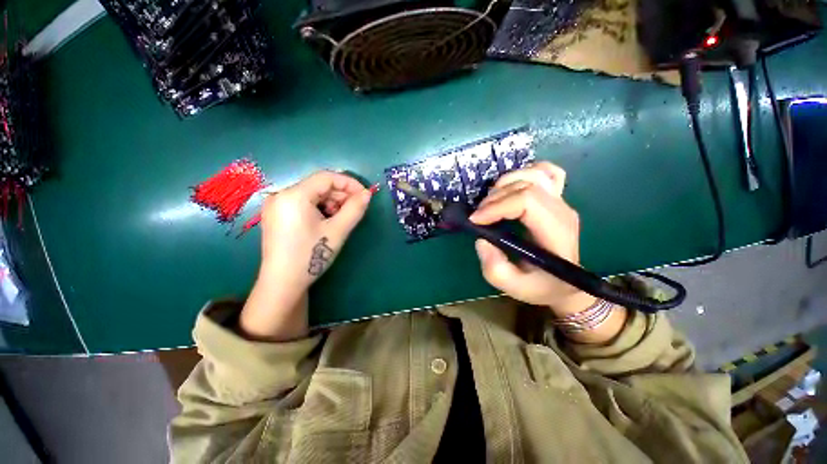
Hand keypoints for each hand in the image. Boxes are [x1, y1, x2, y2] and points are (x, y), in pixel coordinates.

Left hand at [240, 171, 371, 340]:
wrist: (283, 283)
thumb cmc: (311, 256)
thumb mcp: (338, 231)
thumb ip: (355, 209)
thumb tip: (367, 194)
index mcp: (294, 195)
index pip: (327, 177)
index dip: (349, 183)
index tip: (365, 195)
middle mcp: (281, 195)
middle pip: (318, 185)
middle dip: (341, 194)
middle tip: (356, 208)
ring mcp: (276, 205)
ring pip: (312, 194)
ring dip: (331, 202)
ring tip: (342, 218)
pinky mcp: (276, 215)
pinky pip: (303, 203)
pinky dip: (319, 208)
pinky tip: (327, 221)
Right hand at [469, 162, 594, 316]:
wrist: (567, 285)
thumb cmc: (542, 287)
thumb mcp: (516, 288)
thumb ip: (495, 269)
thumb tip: (481, 240)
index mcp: (556, 232)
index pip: (527, 201)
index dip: (496, 207)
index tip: (476, 221)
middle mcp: (561, 211)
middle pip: (526, 185)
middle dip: (495, 198)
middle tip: (479, 217)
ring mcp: (561, 201)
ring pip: (534, 174)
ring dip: (505, 184)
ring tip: (491, 204)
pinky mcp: (557, 199)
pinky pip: (546, 172)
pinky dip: (525, 174)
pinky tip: (513, 187)